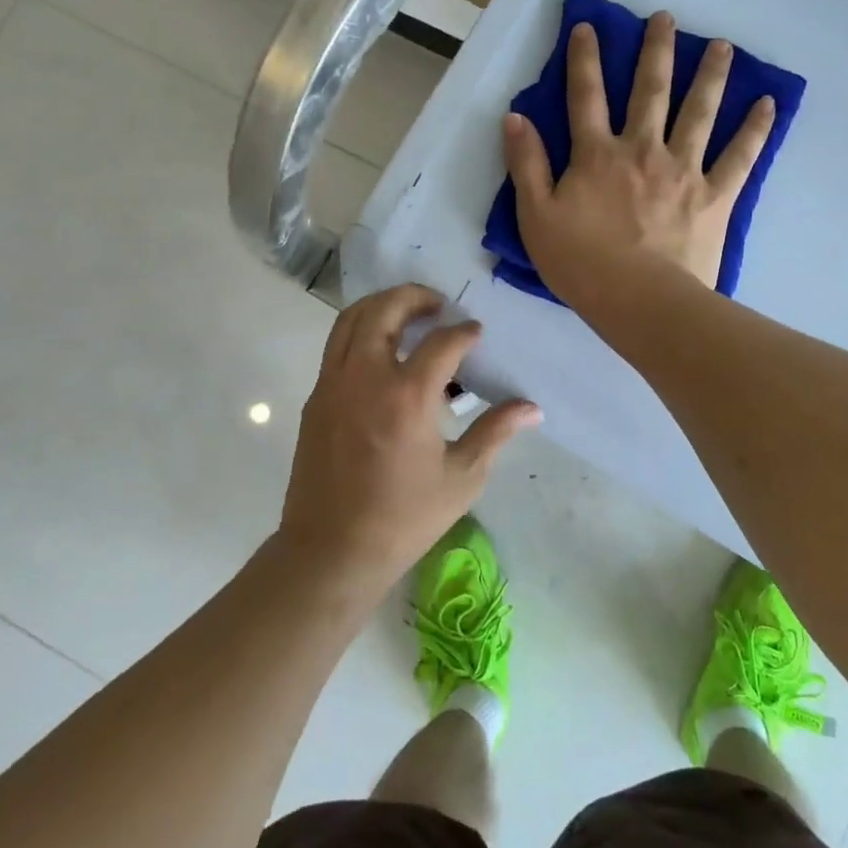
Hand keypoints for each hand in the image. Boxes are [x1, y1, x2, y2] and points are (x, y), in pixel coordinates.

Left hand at [276, 284, 539, 600]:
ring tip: (408, 315)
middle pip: (384, 310)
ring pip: (350, 320)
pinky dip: (360, 332)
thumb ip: (495, 432)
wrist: (332, 550)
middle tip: (438, 304)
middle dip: (413, 297)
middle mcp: (365, 378)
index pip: (442, 343)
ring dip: (381, 307)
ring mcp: (333, 385)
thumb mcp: (462, 478)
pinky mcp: (315, 399)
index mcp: (407, 397)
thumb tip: (532, 408)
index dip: (464, 332)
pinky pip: (336, 346)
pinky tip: (382, 353)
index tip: (476, 333)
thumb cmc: (404, 518)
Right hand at [503, 11, 774, 313]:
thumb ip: (527, 165)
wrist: (639, 301)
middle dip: (656, 51)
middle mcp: (642, 150)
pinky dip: (755, 130)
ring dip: (711, 76)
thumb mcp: (536, 216)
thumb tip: (515, 117)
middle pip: (650, 91)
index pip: (586, 96)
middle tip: (667, 18)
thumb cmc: (580, 263)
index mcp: (597, 155)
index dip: (584, 59)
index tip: (588, 27)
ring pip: (699, 112)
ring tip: (723, 46)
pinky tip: (768, 105)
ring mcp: (683, 170)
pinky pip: (740, 157)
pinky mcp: (715, 196)